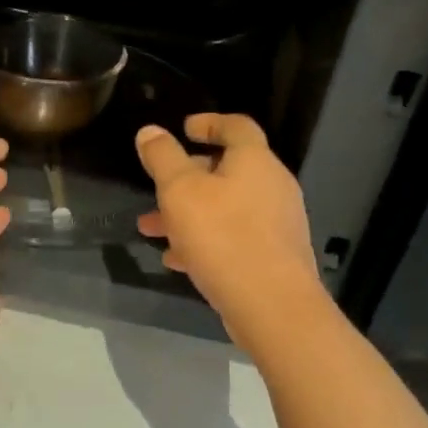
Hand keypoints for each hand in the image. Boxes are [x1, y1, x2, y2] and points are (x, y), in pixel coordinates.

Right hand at [135, 113, 320, 341]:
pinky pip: (234, 237)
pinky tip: (177, 260)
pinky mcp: (274, 256)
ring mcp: (277, 223)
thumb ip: (162, 158)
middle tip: (158, 186)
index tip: (184, 128)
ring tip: (152, 229)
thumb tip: (150, 131)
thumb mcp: (180, 191)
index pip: (236, 126)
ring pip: (225, 207)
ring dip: (189, 213)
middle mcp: (272, 186)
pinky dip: (205, 240)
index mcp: (254, 161)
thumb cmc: (223, 236)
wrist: (272, 305)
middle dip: (187, 177)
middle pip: (228, 169)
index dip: (209, 122)